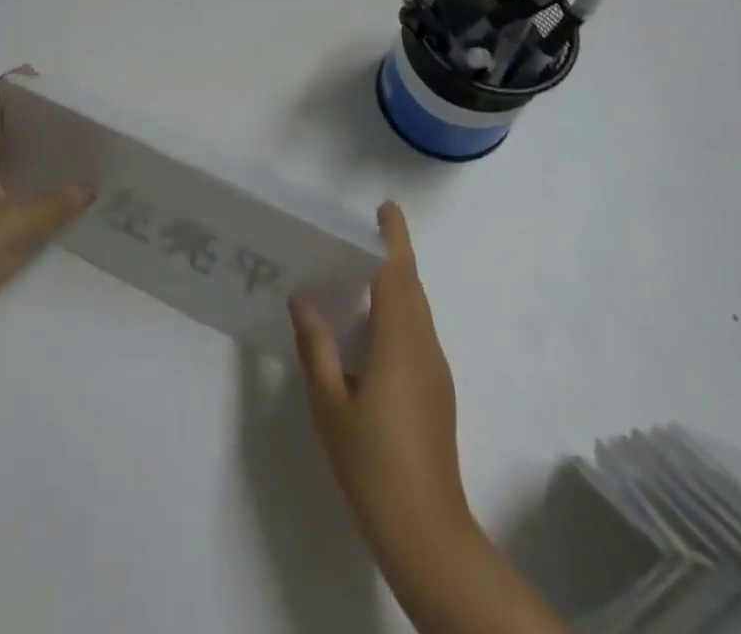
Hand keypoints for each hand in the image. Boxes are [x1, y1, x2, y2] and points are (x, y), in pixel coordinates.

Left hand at [0, 70, 93, 352]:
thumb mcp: (18, 223)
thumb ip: (57, 204)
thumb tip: (89, 188)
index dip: (10, 87)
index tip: (41, 79)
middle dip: (24, 117)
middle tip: (62, 113)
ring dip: (24, 151)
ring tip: (63, 146)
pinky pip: (1, 191)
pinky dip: (23, 184)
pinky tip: (50, 193)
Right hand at [290, 202, 476, 570]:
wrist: (426, 532)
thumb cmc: (371, 462)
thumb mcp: (330, 403)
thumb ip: (316, 345)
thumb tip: (303, 297)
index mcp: (399, 342)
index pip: (398, 274)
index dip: (394, 238)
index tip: (386, 207)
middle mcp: (424, 346)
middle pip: (411, 287)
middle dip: (393, 254)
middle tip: (360, 233)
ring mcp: (435, 370)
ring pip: (417, 310)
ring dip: (396, 282)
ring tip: (359, 271)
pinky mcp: (437, 390)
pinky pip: (417, 332)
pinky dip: (398, 310)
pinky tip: (371, 326)